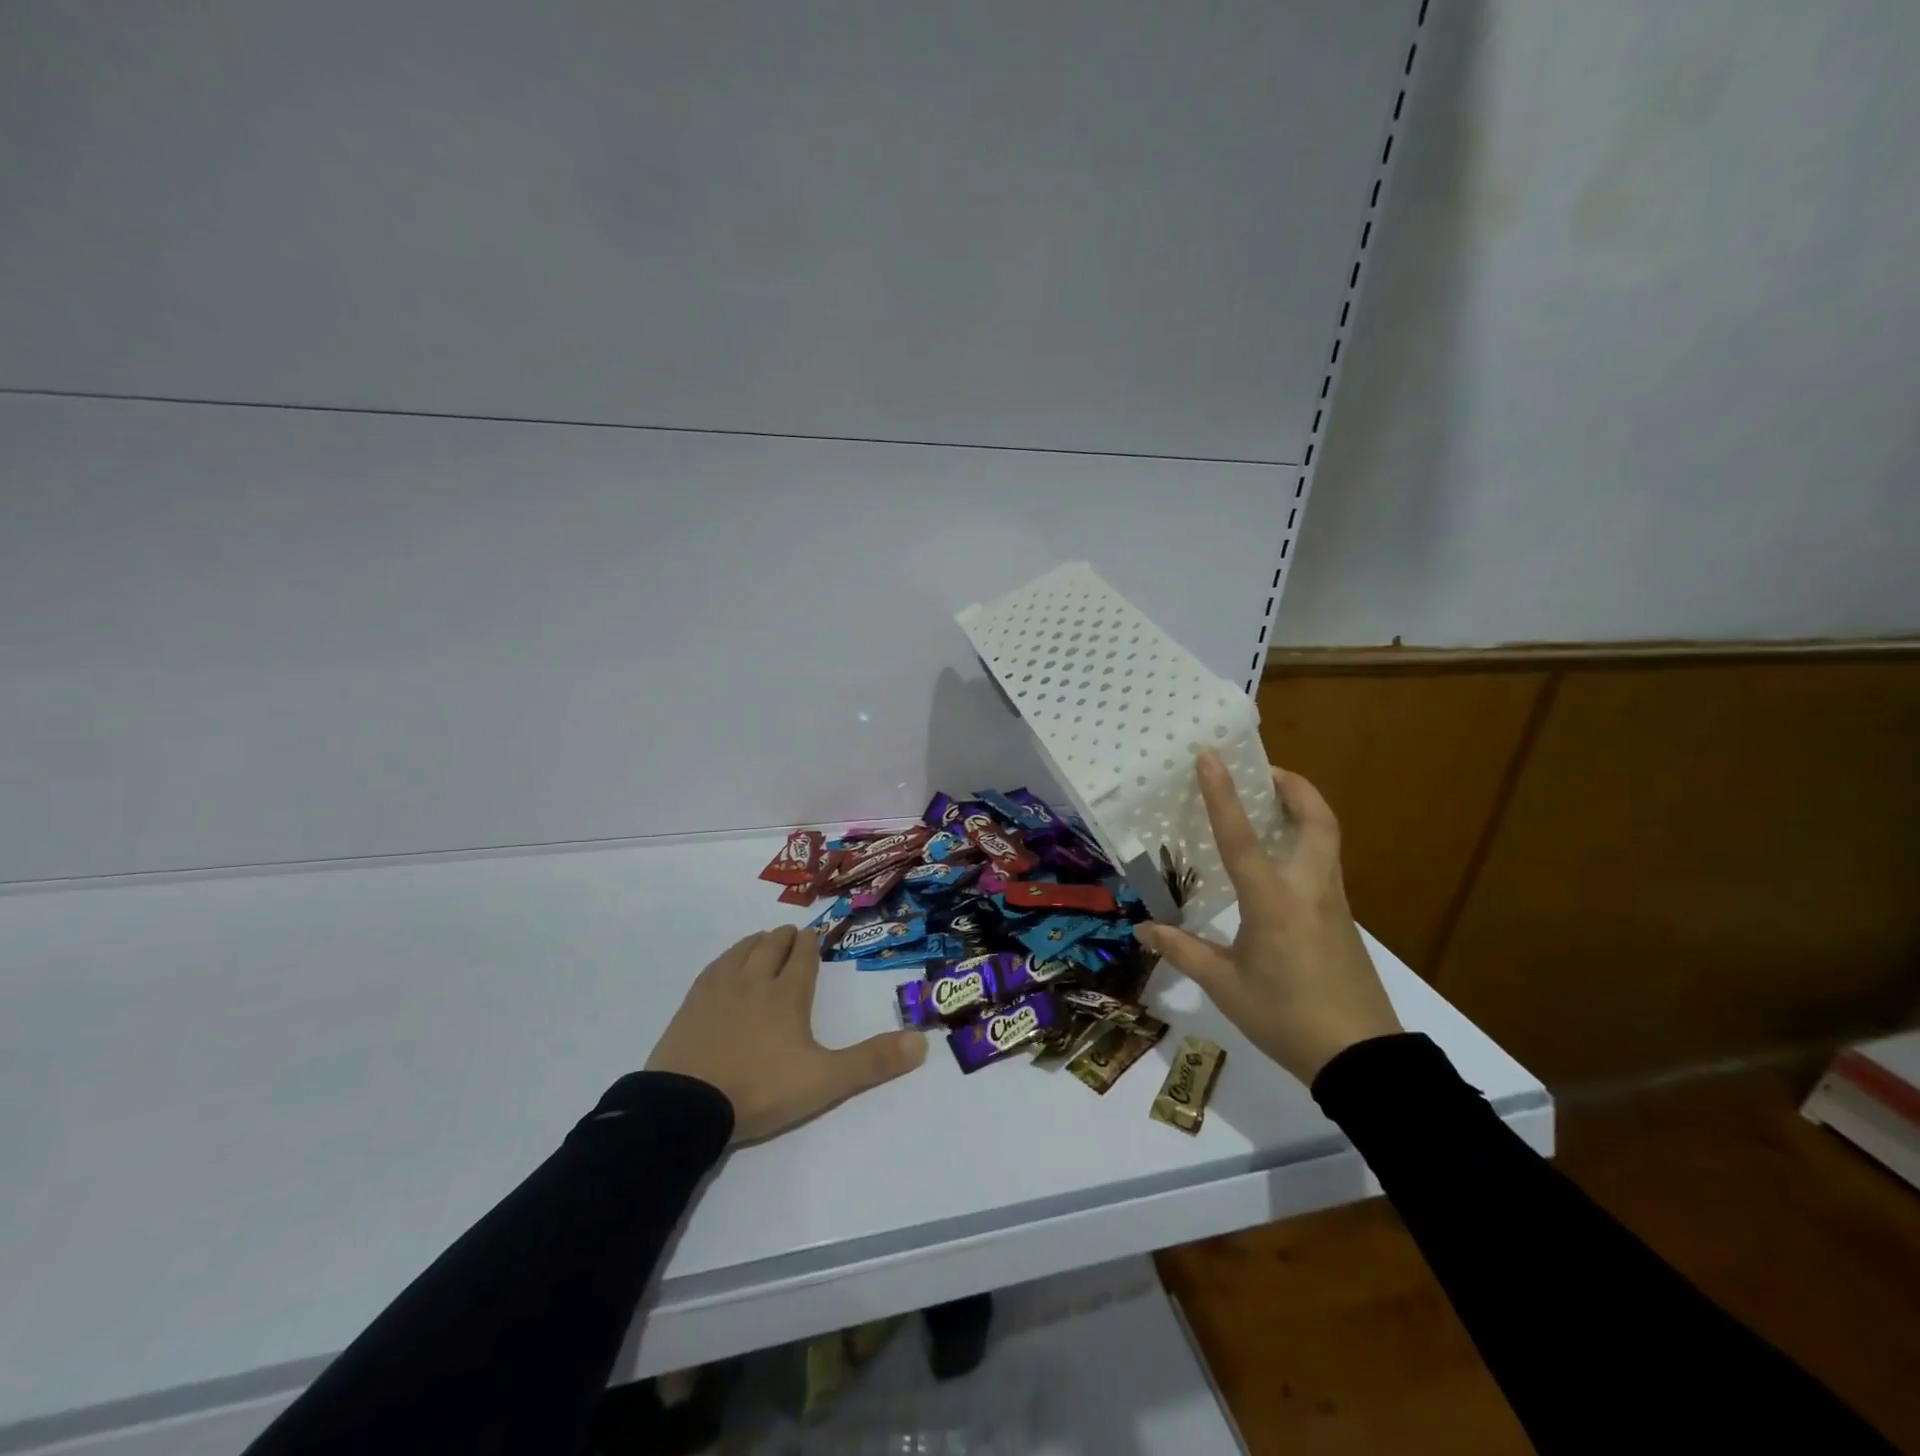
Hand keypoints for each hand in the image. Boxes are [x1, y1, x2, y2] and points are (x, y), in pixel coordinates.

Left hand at [646, 925, 928, 1142]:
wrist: (686, 1106)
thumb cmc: (760, 1089)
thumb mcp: (825, 1081)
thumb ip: (872, 1062)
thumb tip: (922, 1043)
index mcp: (787, 995)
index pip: (802, 958)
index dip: (810, 944)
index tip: (813, 934)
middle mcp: (754, 982)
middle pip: (772, 947)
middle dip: (785, 938)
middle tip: (792, 934)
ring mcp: (719, 990)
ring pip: (742, 951)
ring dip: (756, 942)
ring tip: (763, 940)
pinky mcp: (691, 1005)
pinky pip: (714, 967)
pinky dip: (727, 958)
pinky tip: (725, 965)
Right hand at [1134, 752, 1401, 1084]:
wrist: (1362, 1060)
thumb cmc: (1286, 1018)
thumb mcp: (1225, 986)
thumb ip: (1183, 951)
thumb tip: (1143, 928)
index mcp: (1273, 901)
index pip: (1242, 837)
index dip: (1223, 794)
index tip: (1210, 756)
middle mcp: (1309, 889)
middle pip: (1316, 819)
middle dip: (1293, 786)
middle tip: (1263, 771)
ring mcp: (1334, 903)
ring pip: (1327, 838)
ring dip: (1302, 810)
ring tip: (1269, 805)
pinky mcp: (1344, 920)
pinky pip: (1325, 864)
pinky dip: (1305, 842)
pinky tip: (1279, 863)